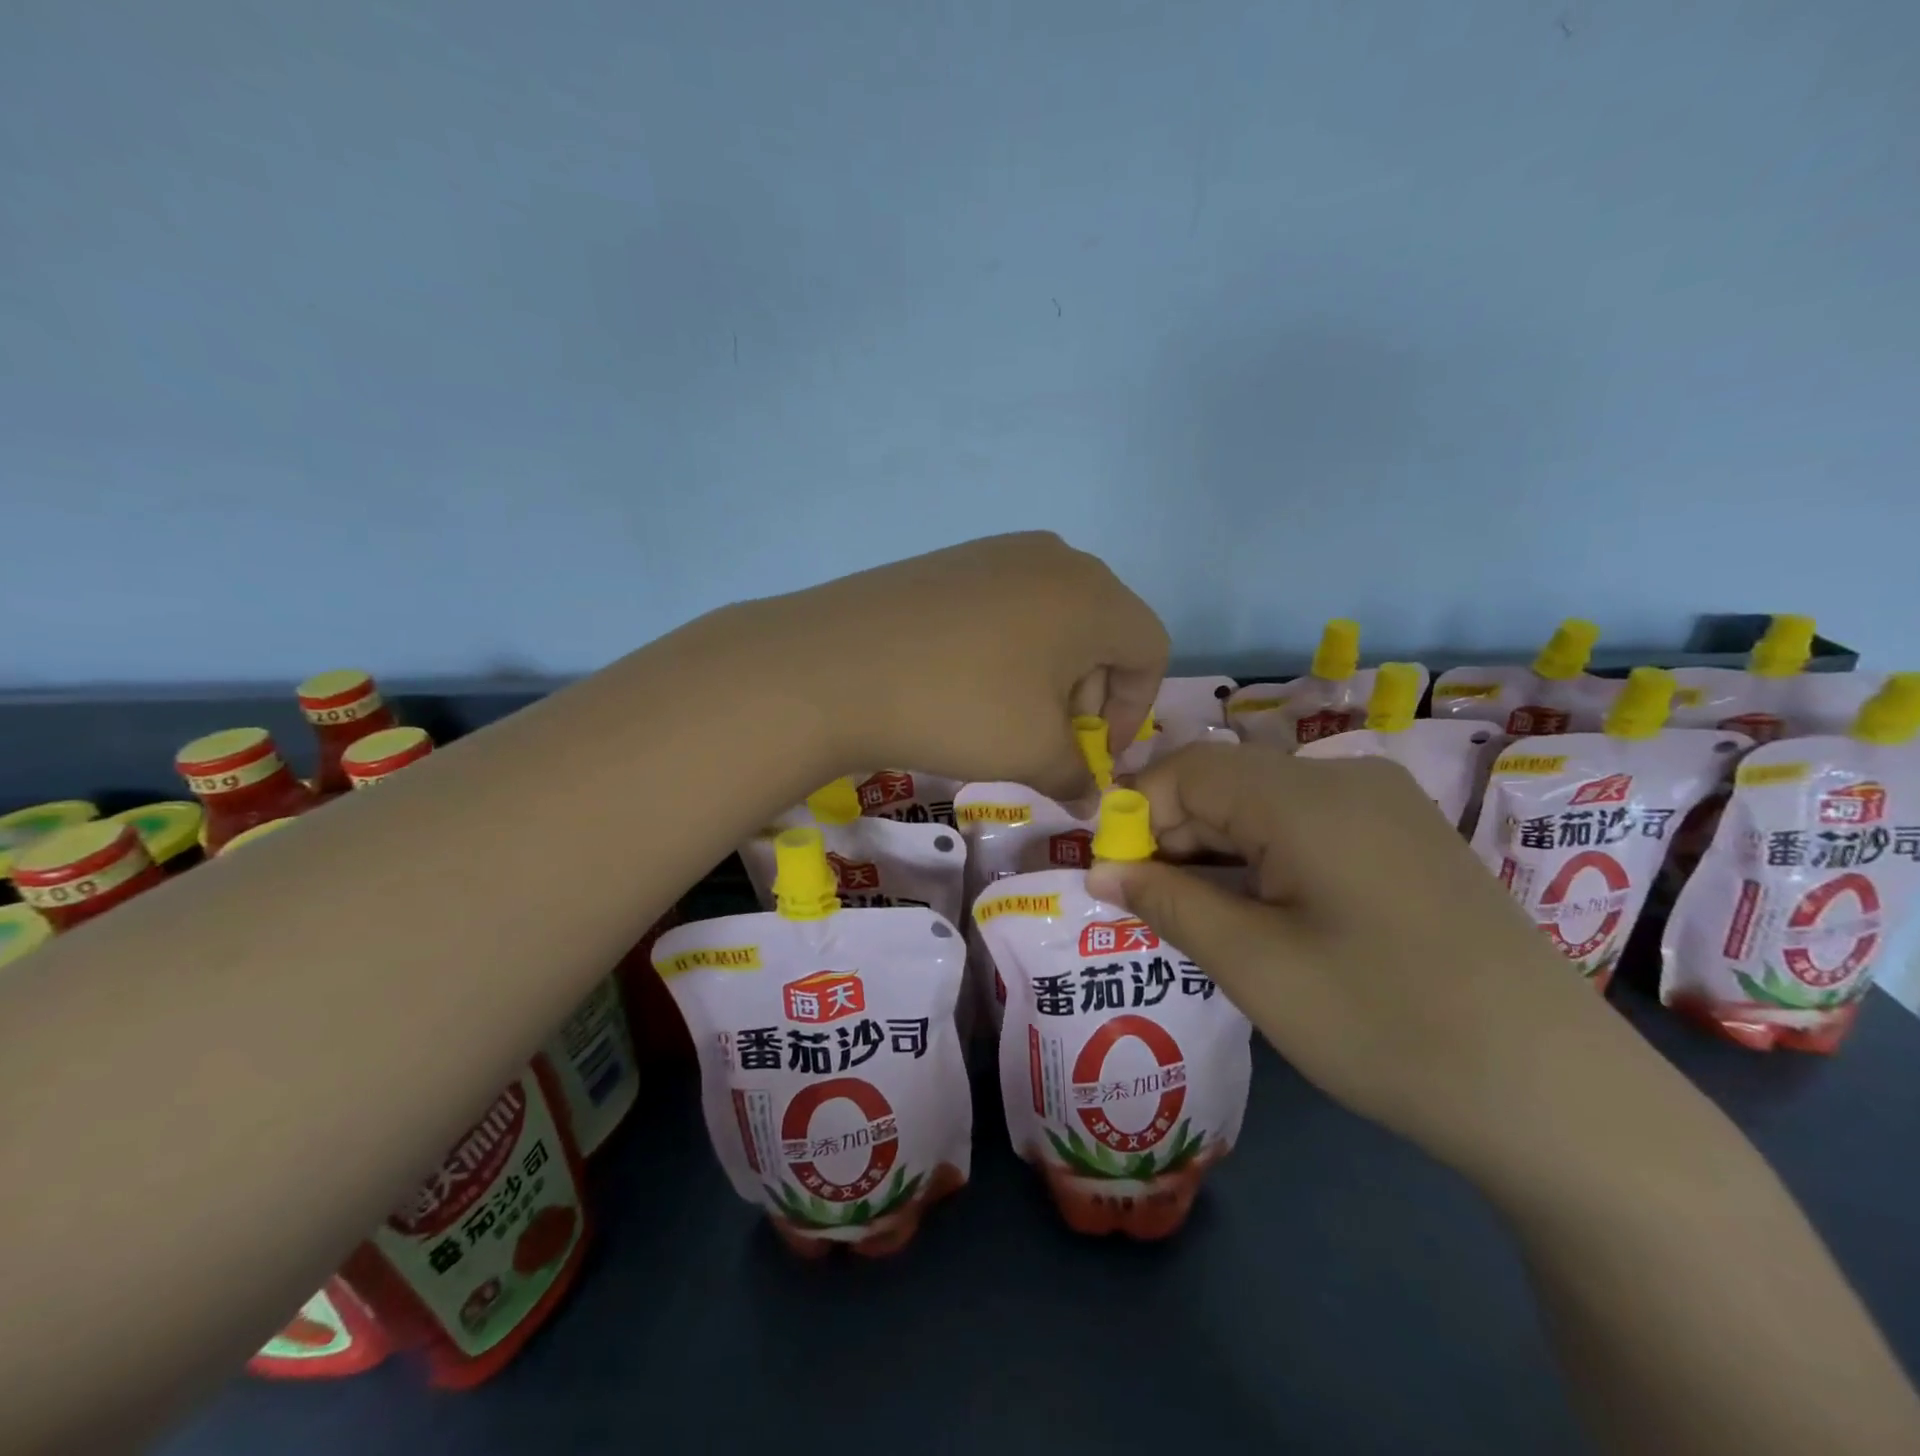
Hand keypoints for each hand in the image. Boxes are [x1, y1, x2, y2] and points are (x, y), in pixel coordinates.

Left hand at [754, 533, 1167, 800]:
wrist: (833, 665)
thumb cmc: (958, 707)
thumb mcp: (1031, 752)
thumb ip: (1076, 775)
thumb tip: (1091, 800)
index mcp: (1093, 595)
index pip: (1149, 651)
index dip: (1132, 711)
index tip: (1096, 754)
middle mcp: (1054, 558)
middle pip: (1102, 630)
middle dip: (1089, 694)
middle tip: (1053, 740)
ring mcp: (996, 552)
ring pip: (1053, 617)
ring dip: (1049, 672)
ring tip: (1009, 716)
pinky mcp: (950, 560)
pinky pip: (1006, 604)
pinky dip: (1008, 648)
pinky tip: (967, 683)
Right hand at [1087, 741, 1663, 1183]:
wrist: (1559, 1097)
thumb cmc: (1385, 1025)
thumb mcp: (1254, 966)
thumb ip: (1167, 902)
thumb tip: (1100, 868)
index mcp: (1307, 796)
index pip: (1187, 768)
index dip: (1134, 814)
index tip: (1110, 876)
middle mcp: (1348, 779)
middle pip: (1227, 782)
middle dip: (1174, 836)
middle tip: (1147, 906)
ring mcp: (1387, 808)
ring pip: (1266, 806)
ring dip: (1217, 851)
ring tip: (1197, 918)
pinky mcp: (1408, 841)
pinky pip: (1309, 827)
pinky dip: (1265, 860)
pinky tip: (1261, 915)